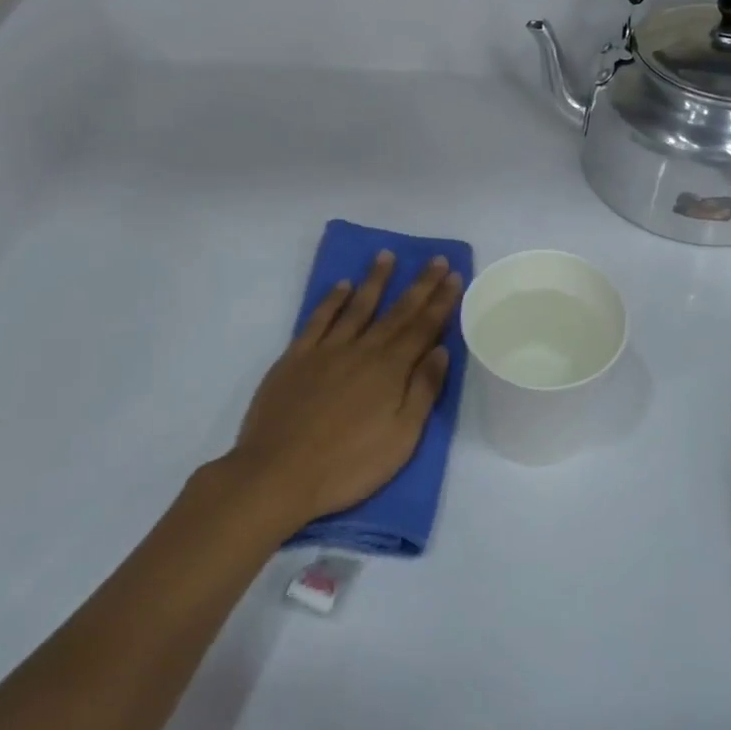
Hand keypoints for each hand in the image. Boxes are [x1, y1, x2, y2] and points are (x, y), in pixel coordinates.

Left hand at [225, 251, 463, 532]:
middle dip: (419, 285)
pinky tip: (342, 286)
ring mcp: (326, 350)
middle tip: (434, 259)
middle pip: (396, 312)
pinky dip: (332, 300)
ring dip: (375, 280)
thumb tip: (439, 350)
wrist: (278, 473)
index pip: (422, 327)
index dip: (440, 301)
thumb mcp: (401, 439)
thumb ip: (422, 391)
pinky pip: (318, 319)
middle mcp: (362, 350)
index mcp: (390, 370)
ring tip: (387, 256)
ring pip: (357, 306)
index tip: (452, 276)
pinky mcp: (295, 357)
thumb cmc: (348, 465)